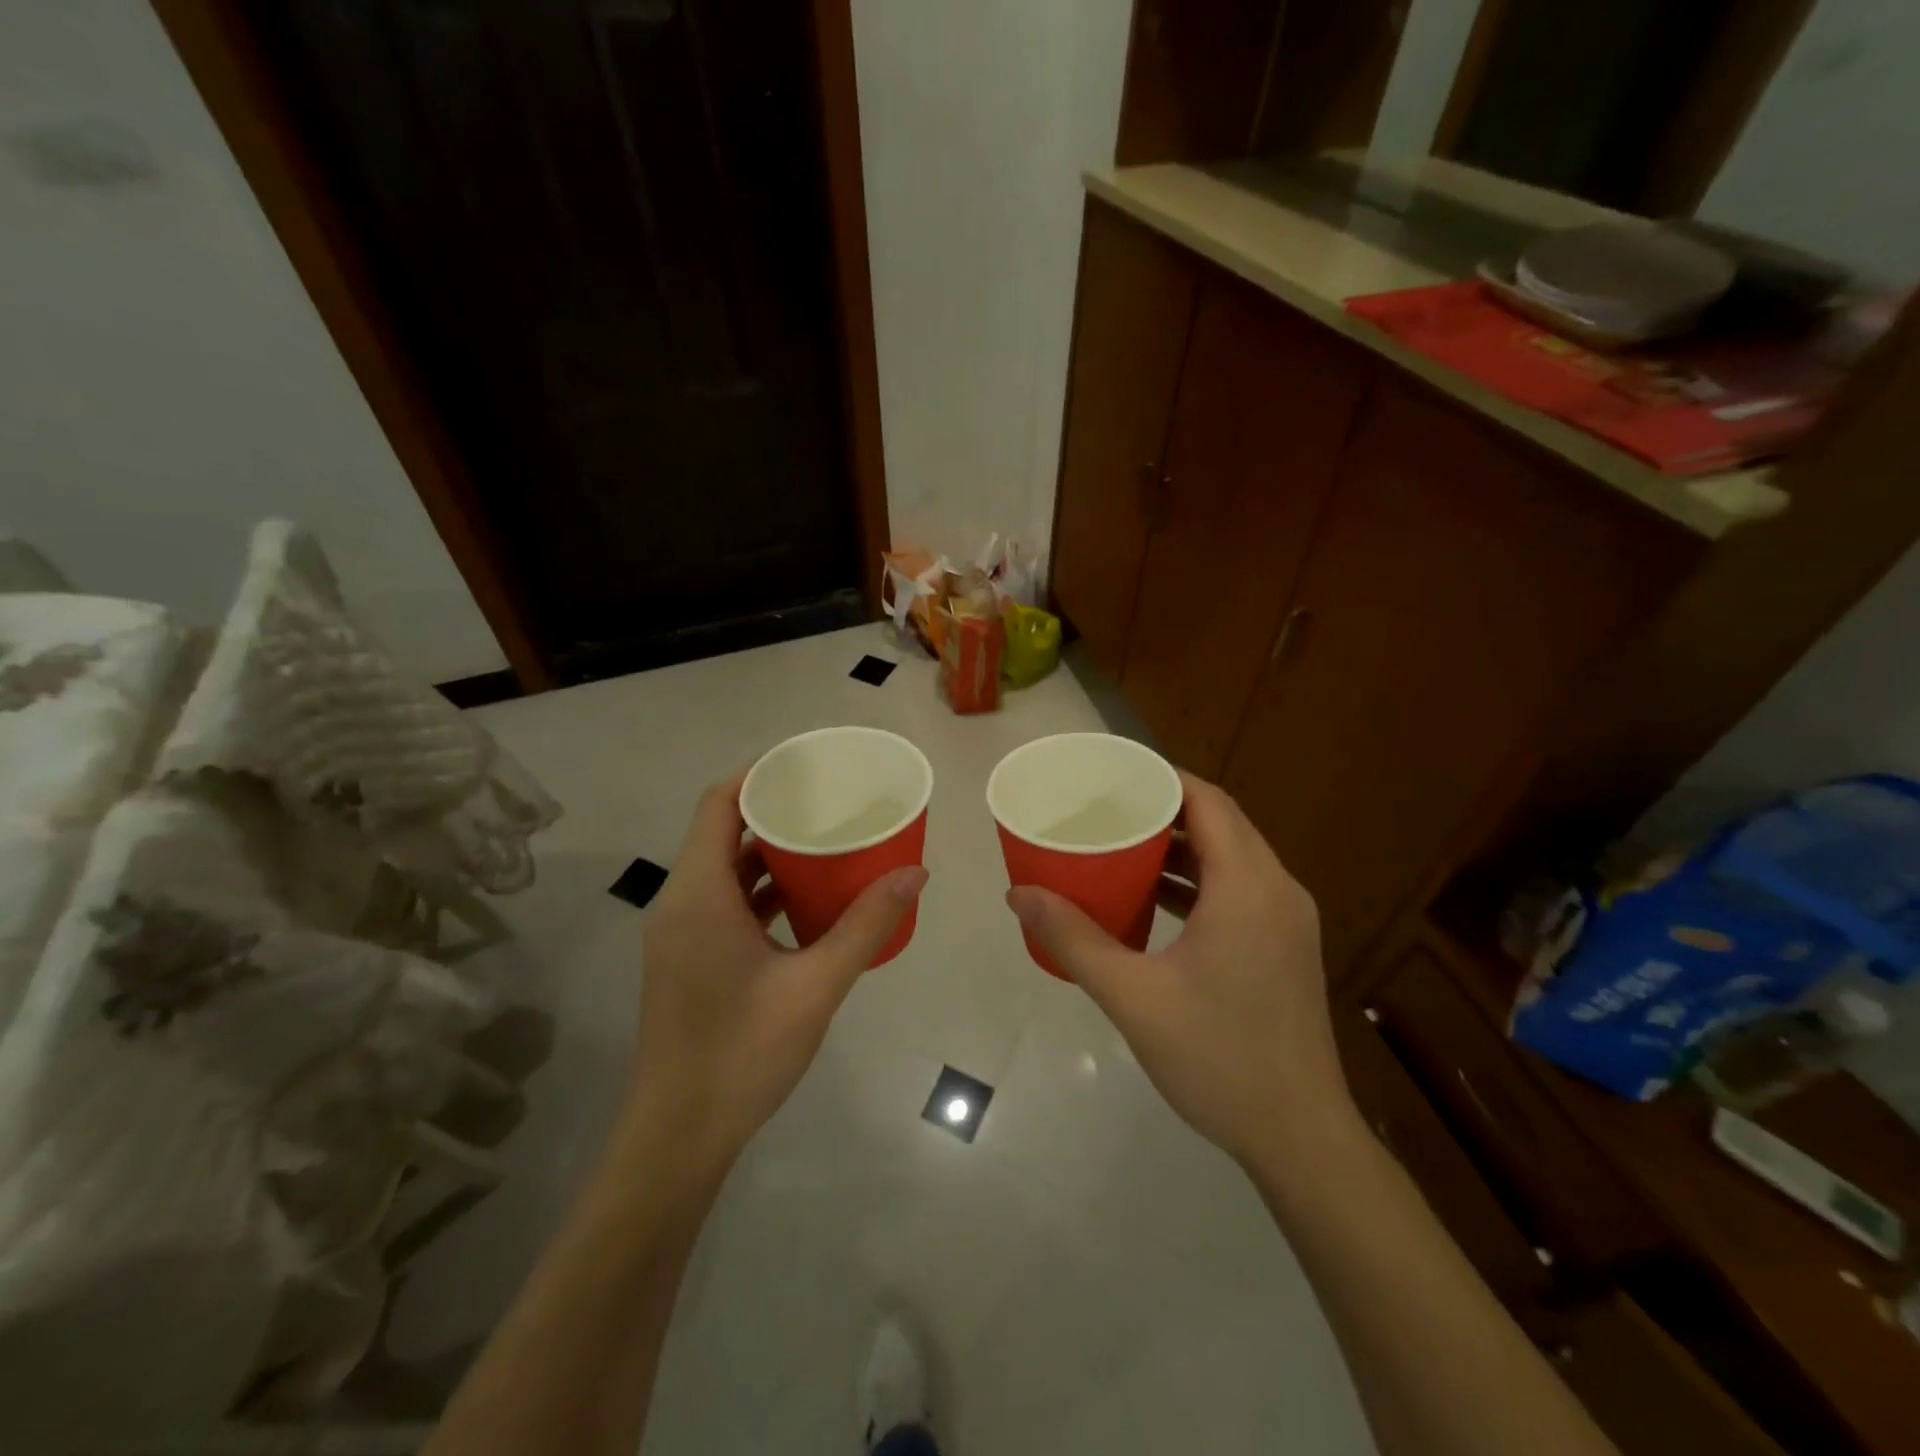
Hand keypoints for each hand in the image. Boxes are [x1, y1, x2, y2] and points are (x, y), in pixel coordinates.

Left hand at [630, 772, 927, 1165]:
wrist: (678, 1137)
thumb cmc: (742, 1052)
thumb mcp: (816, 985)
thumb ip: (867, 926)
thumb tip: (915, 872)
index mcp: (698, 894)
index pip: (718, 803)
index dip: (758, 774)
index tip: (807, 766)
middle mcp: (680, 903)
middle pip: (721, 832)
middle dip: (774, 812)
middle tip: (830, 804)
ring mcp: (679, 934)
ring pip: (723, 871)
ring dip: (769, 855)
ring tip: (826, 844)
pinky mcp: (687, 960)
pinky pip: (723, 903)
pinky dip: (760, 891)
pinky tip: (806, 902)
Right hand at [1006, 772, 1353, 1167]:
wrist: (1300, 1137)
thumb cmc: (1218, 1058)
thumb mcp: (1133, 996)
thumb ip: (1073, 939)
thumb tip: (1018, 894)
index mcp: (1248, 886)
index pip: (1208, 801)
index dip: (1162, 778)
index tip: (1112, 775)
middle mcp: (1278, 889)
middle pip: (1221, 822)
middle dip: (1165, 808)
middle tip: (1107, 808)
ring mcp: (1288, 919)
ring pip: (1232, 856)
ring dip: (1182, 845)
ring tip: (1122, 846)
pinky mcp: (1286, 945)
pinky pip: (1240, 887)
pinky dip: (1199, 879)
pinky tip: (1156, 899)